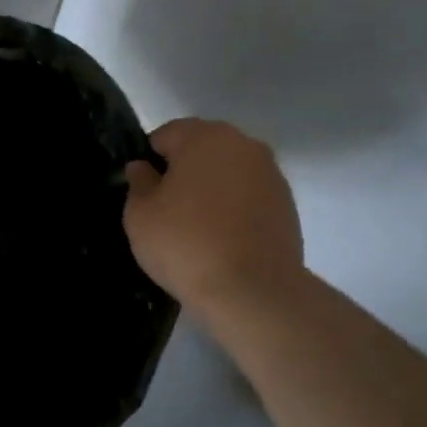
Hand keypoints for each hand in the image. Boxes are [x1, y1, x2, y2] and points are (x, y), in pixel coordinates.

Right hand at [123, 118, 304, 315]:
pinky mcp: (287, 203)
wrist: (251, 291)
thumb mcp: (140, 215)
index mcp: (205, 137)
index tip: (144, 192)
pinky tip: (223, 238)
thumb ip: (139, 183)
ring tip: (198, 227)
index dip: (150, 160)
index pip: (166, 134)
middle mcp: (243, 144)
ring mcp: (271, 173)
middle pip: (202, 148)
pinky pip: (249, 195)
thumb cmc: (185, 244)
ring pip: (228, 171)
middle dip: (184, 170)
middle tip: (168, 209)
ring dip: (212, 188)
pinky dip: (234, 207)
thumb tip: (143, 168)